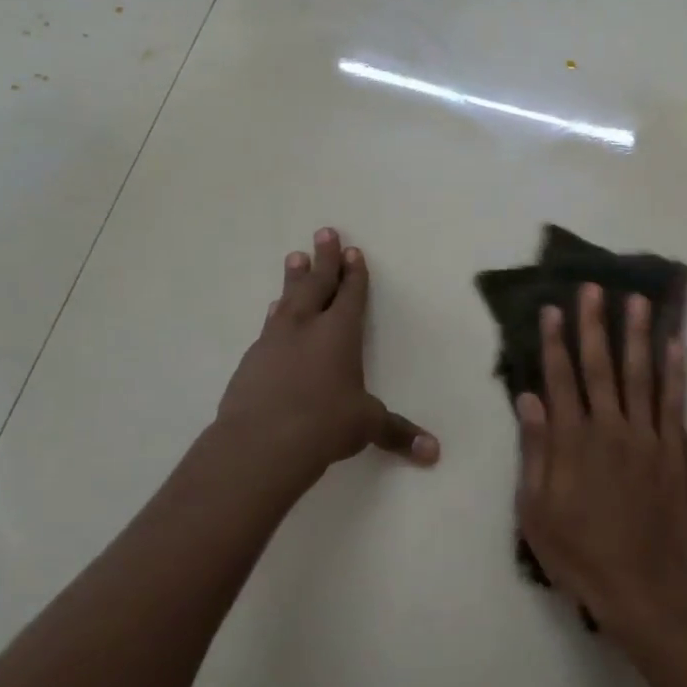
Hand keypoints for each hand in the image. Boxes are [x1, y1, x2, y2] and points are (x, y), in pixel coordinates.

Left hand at [212, 228, 437, 494]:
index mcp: (340, 333)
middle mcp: (307, 328)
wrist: (259, 444)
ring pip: (288, 300)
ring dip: (294, 279)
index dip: (354, 273)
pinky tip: (274, 312)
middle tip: (324, 233)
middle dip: (324, 259)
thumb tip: (434, 453)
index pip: (350, 295)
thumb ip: (398, 433)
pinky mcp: (251, 361)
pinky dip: (276, 314)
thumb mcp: (367, 426)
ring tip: (294, 258)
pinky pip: (269, 326)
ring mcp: (275, 341)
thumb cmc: (324, 425)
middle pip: (317, 284)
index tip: (353, 251)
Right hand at [515, 283, 686, 639]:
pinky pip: (675, 402)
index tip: (553, 309)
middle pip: (600, 366)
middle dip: (594, 324)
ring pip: (641, 374)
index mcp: (572, 441)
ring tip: (637, 300)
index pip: (560, 379)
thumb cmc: (579, 553)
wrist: (642, 586)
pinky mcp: (675, 450)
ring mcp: (647, 436)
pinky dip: (676, 371)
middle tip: (594, 288)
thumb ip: (534, 451)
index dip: (555, 342)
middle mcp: (609, 428)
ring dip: (637, 335)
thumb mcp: (536, 510)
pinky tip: (676, 344)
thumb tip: (529, 399)